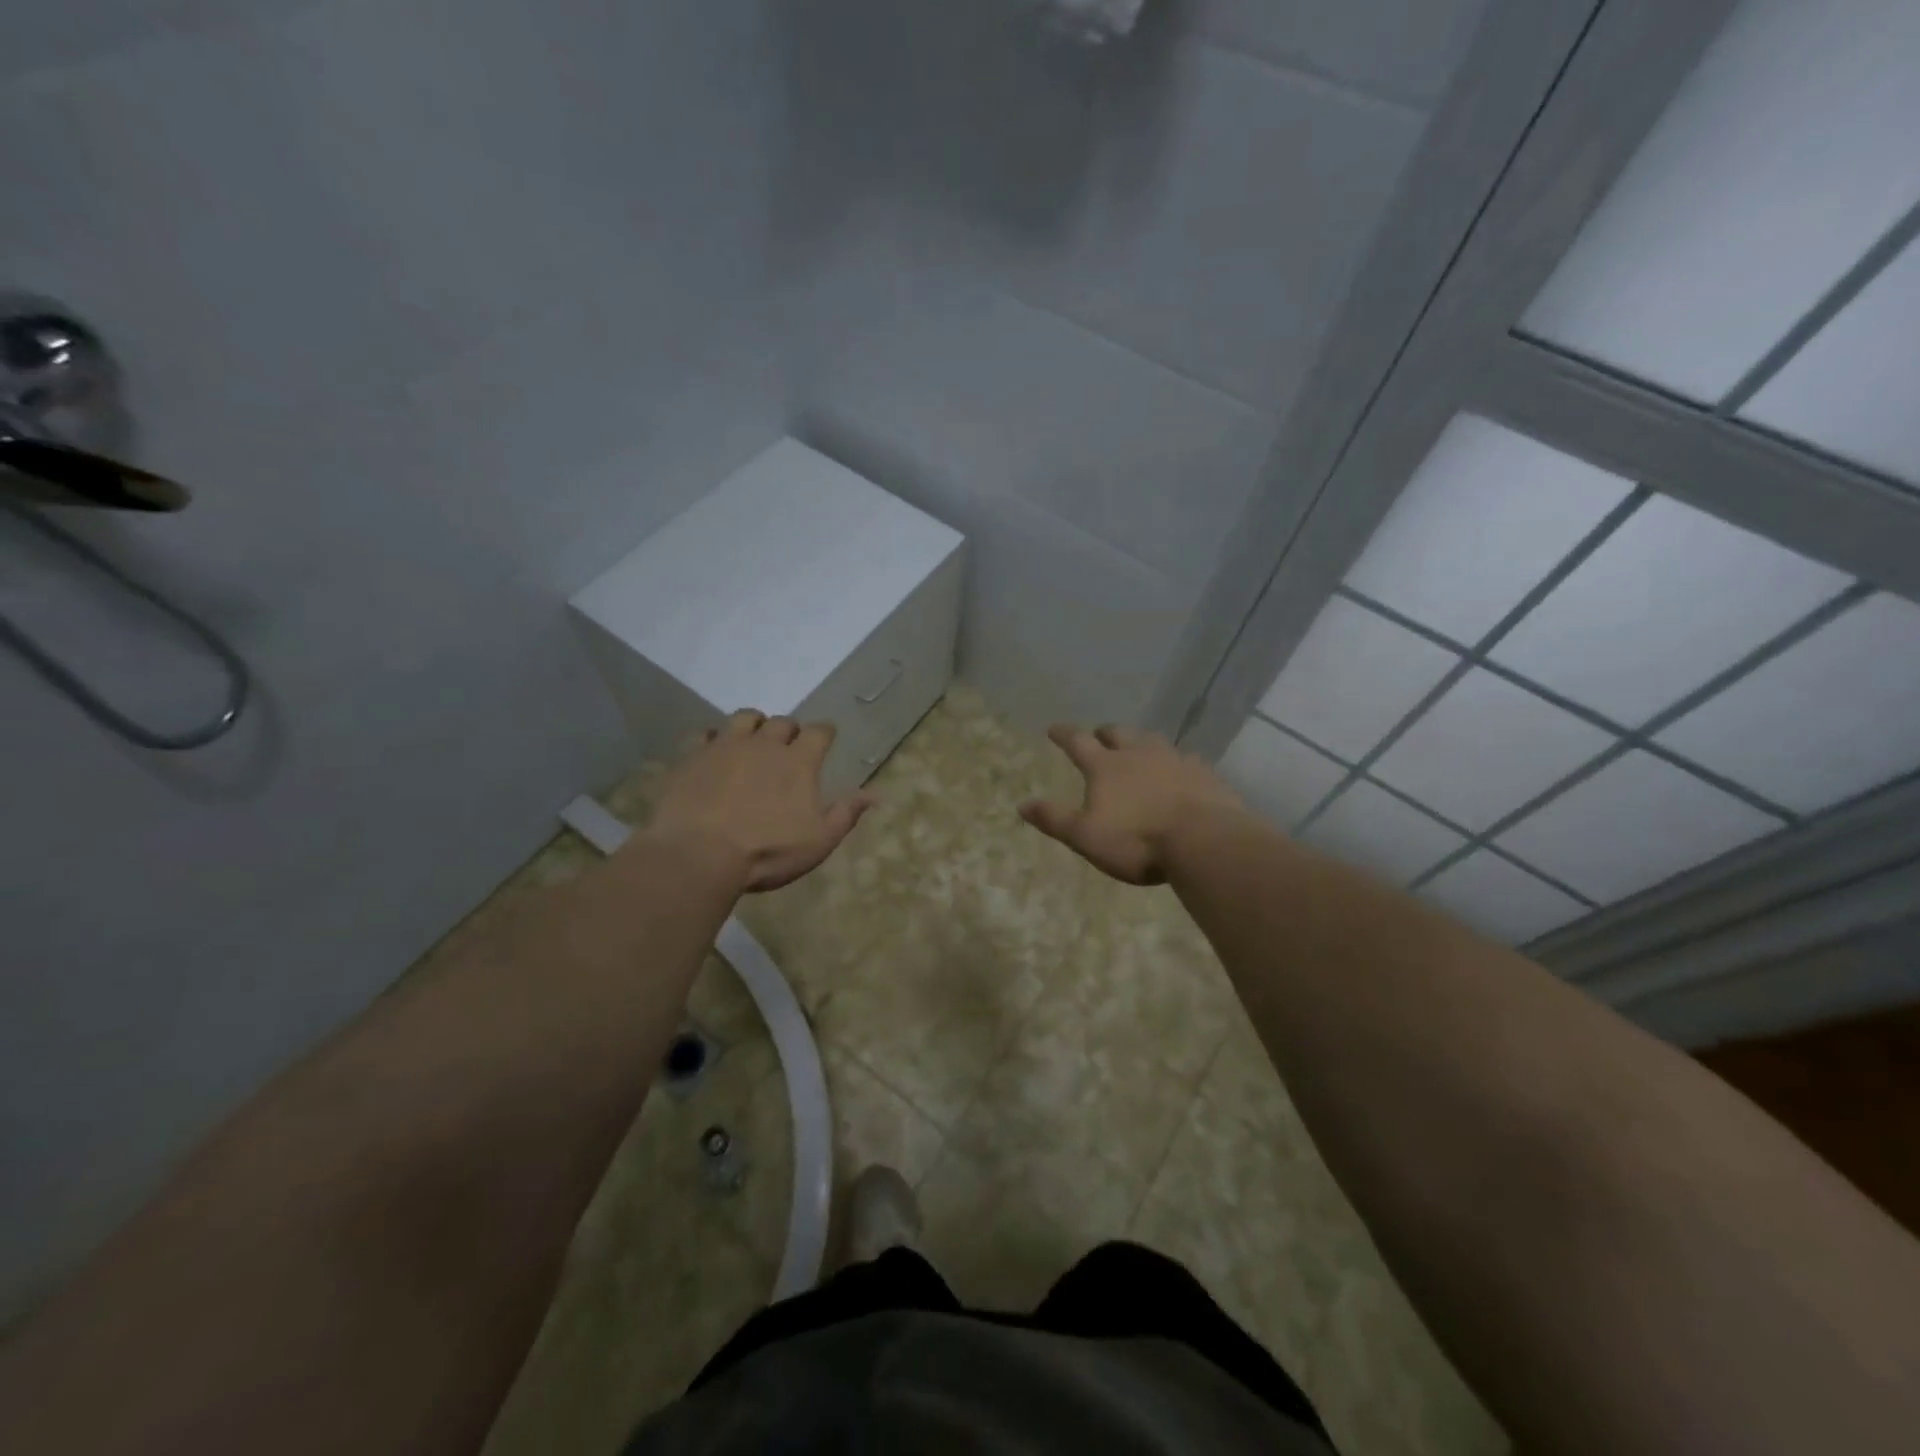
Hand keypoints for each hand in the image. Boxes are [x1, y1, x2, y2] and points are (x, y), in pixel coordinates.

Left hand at [646, 710, 874, 892]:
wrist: (698, 855)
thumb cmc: (767, 852)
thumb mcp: (818, 841)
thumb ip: (845, 814)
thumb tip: (874, 794)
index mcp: (798, 762)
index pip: (819, 732)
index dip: (825, 733)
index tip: (826, 737)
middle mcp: (764, 744)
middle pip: (782, 722)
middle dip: (790, 730)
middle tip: (789, 745)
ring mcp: (725, 746)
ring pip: (745, 718)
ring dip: (754, 725)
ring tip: (754, 739)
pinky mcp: (693, 756)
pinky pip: (705, 734)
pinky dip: (714, 738)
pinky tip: (714, 750)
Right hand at [1019, 724, 1244, 884]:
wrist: (1204, 841)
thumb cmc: (1137, 840)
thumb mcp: (1085, 836)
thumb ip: (1054, 819)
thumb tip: (1022, 804)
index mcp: (1106, 767)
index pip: (1078, 742)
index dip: (1063, 734)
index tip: (1053, 728)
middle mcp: (1138, 754)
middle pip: (1118, 733)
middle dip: (1105, 733)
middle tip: (1099, 735)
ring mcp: (1174, 759)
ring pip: (1153, 741)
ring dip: (1141, 742)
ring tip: (1139, 750)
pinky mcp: (1203, 773)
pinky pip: (1185, 760)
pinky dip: (1175, 763)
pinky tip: (1180, 773)